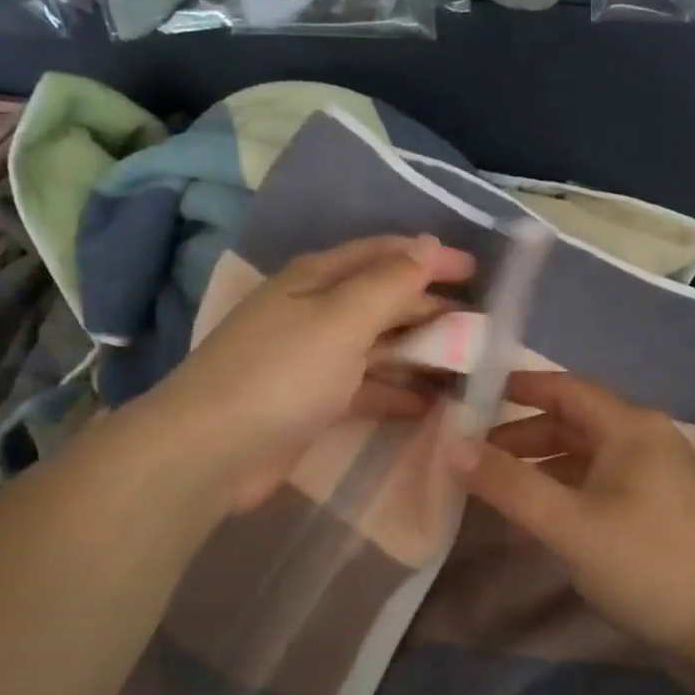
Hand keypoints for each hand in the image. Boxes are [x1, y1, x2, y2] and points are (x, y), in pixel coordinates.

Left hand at [147, 234, 475, 509]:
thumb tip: (428, 244)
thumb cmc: (282, 373)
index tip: (478, 270)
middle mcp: (315, 311)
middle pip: (384, 299)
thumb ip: (390, 282)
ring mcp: (314, 358)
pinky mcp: (314, 402)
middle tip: (481, 323)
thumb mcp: (341, 318)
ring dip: (420, 351)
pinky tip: (431, 403)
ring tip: (467, 363)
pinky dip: (398, 391)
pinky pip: (367, 387)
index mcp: (317, 278)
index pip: (385, 254)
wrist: (213, 450)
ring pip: (379, 345)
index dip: (431, 257)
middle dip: (431, 307)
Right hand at [453, 371, 694, 670]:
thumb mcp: (570, 523)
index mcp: (630, 427)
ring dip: (542, 468)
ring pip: (587, 459)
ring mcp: (659, 479)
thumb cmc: (649, 563)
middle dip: (522, 435)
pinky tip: (541, 520)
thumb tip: (453, 447)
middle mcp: (647, 441)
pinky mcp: (662, 514)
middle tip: (472, 456)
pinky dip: (566, 494)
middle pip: (574, 423)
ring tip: (496, 490)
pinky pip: (602, 488)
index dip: (517, 387)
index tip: (470, 395)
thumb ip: (510, 484)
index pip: (564, 388)